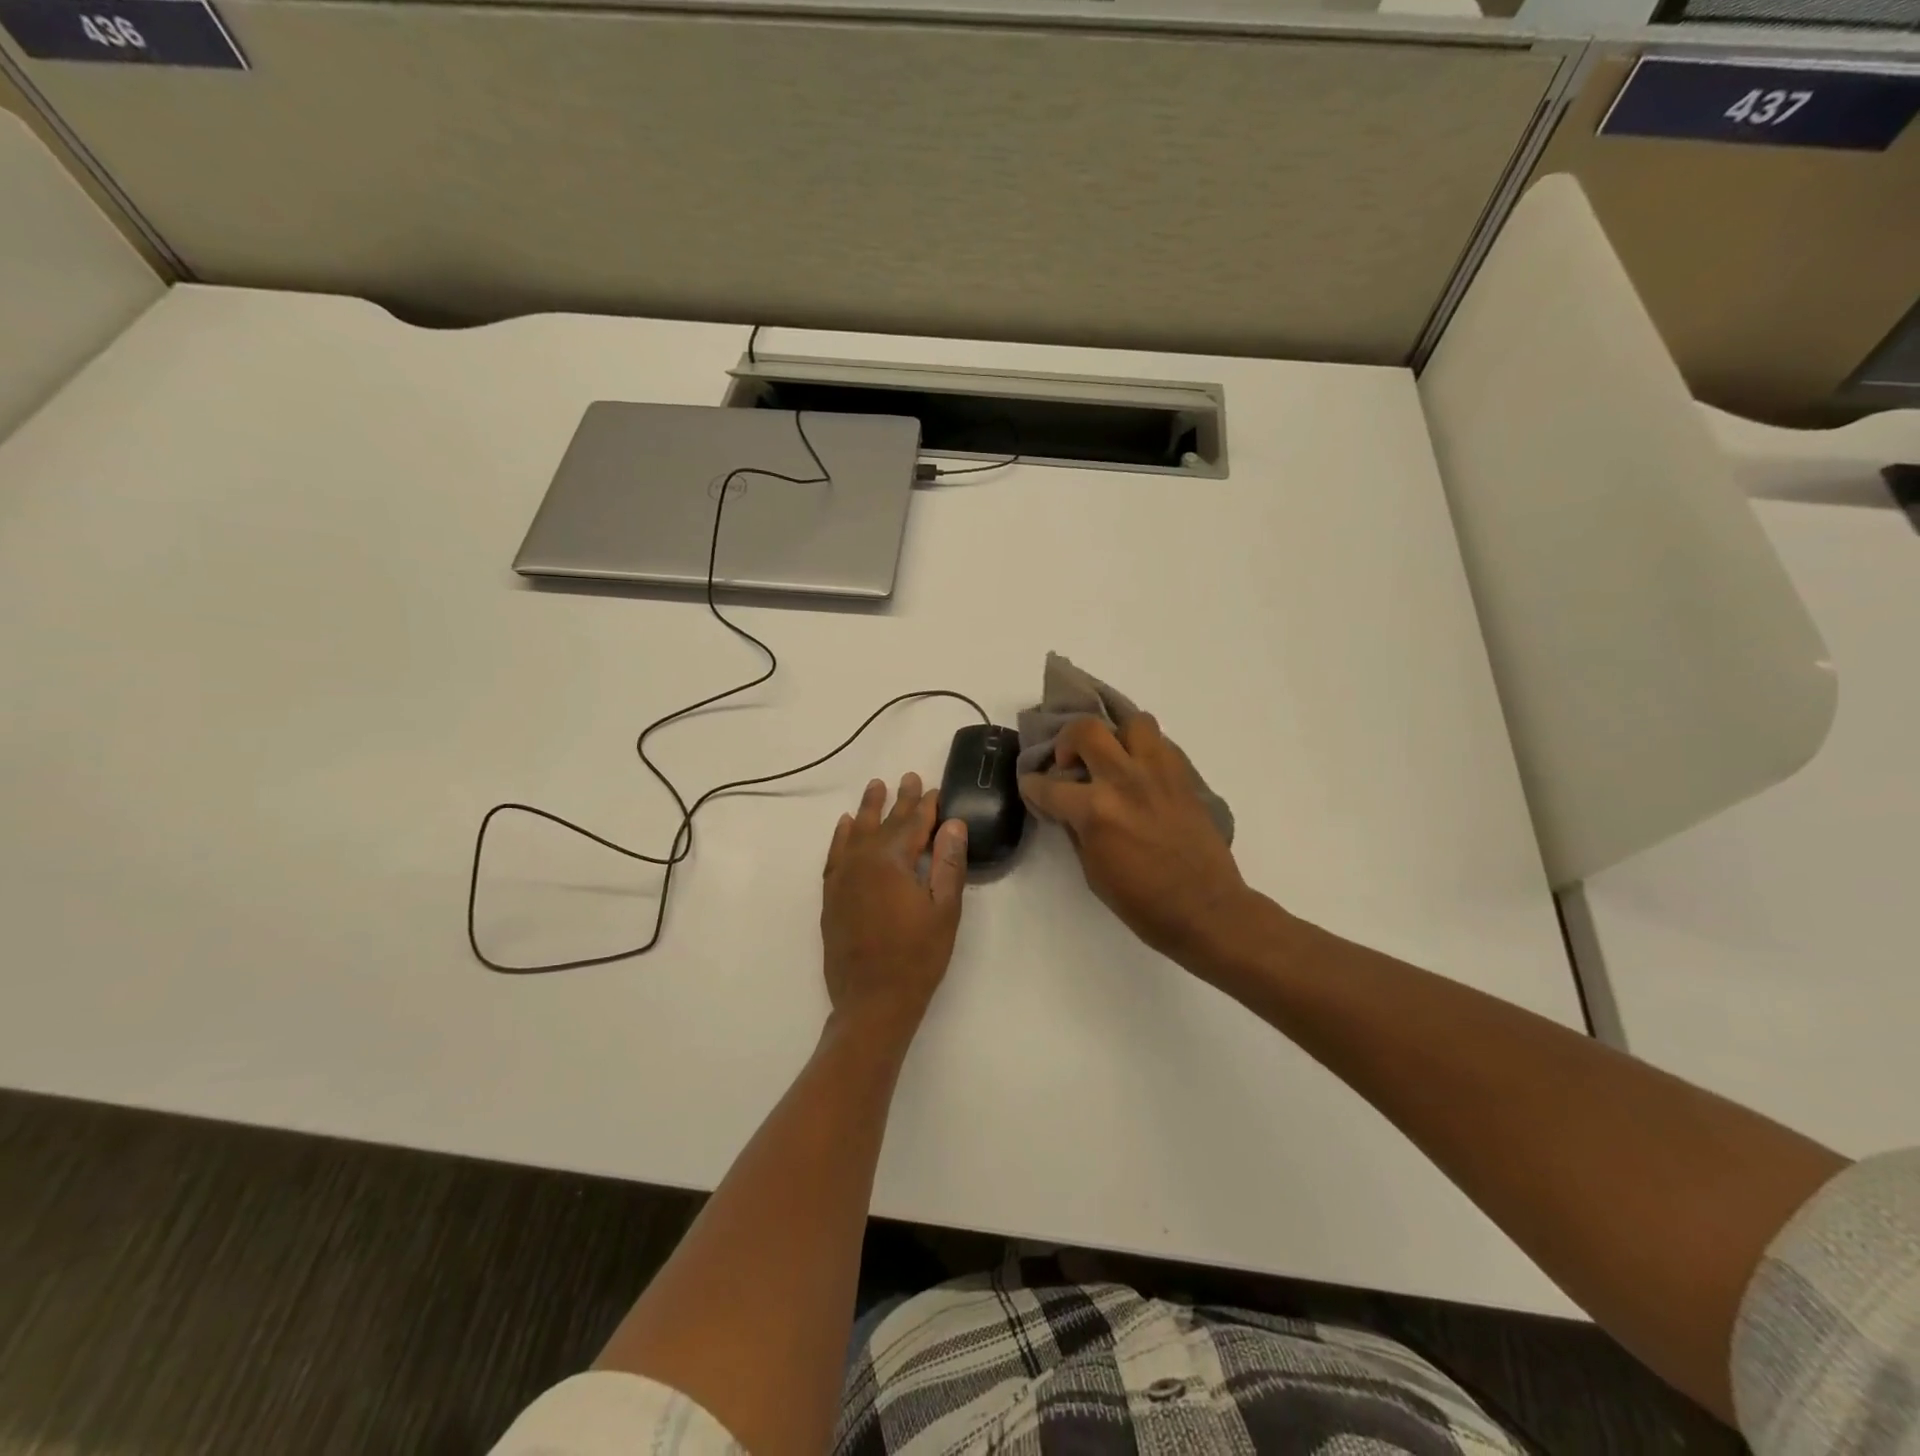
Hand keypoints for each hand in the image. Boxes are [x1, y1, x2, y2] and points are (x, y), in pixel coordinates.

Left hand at [821, 774, 968, 1046]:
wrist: (871, 1001)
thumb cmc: (917, 958)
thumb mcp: (944, 911)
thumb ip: (948, 864)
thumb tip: (953, 824)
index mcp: (892, 862)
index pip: (913, 824)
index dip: (926, 806)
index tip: (935, 789)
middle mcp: (862, 861)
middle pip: (884, 823)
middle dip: (899, 800)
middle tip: (909, 777)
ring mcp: (842, 878)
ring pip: (856, 832)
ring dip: (868, 809)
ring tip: (876, 786)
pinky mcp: (831, 895)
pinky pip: (835, 854)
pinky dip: (840, 836)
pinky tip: (845, 824)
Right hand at [1020, 715, 1247, 967]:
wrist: (1205, 908)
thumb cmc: (1142, 902)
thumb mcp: (1092, 870)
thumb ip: (1076, 828)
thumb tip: (1066, 807)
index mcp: (1095, 811)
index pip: (1048, 785)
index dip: (1032, 785)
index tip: (1032, 785)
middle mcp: (1123, 780)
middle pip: (1086, 730)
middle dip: (1067, 741)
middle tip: (1071, 762)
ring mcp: (1158, 773)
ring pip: (1133, 722)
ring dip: (1116, 736)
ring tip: (1115, 757)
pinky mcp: (1184, 776)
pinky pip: (1161, 743)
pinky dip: (1146, 751)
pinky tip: (1142, 774)